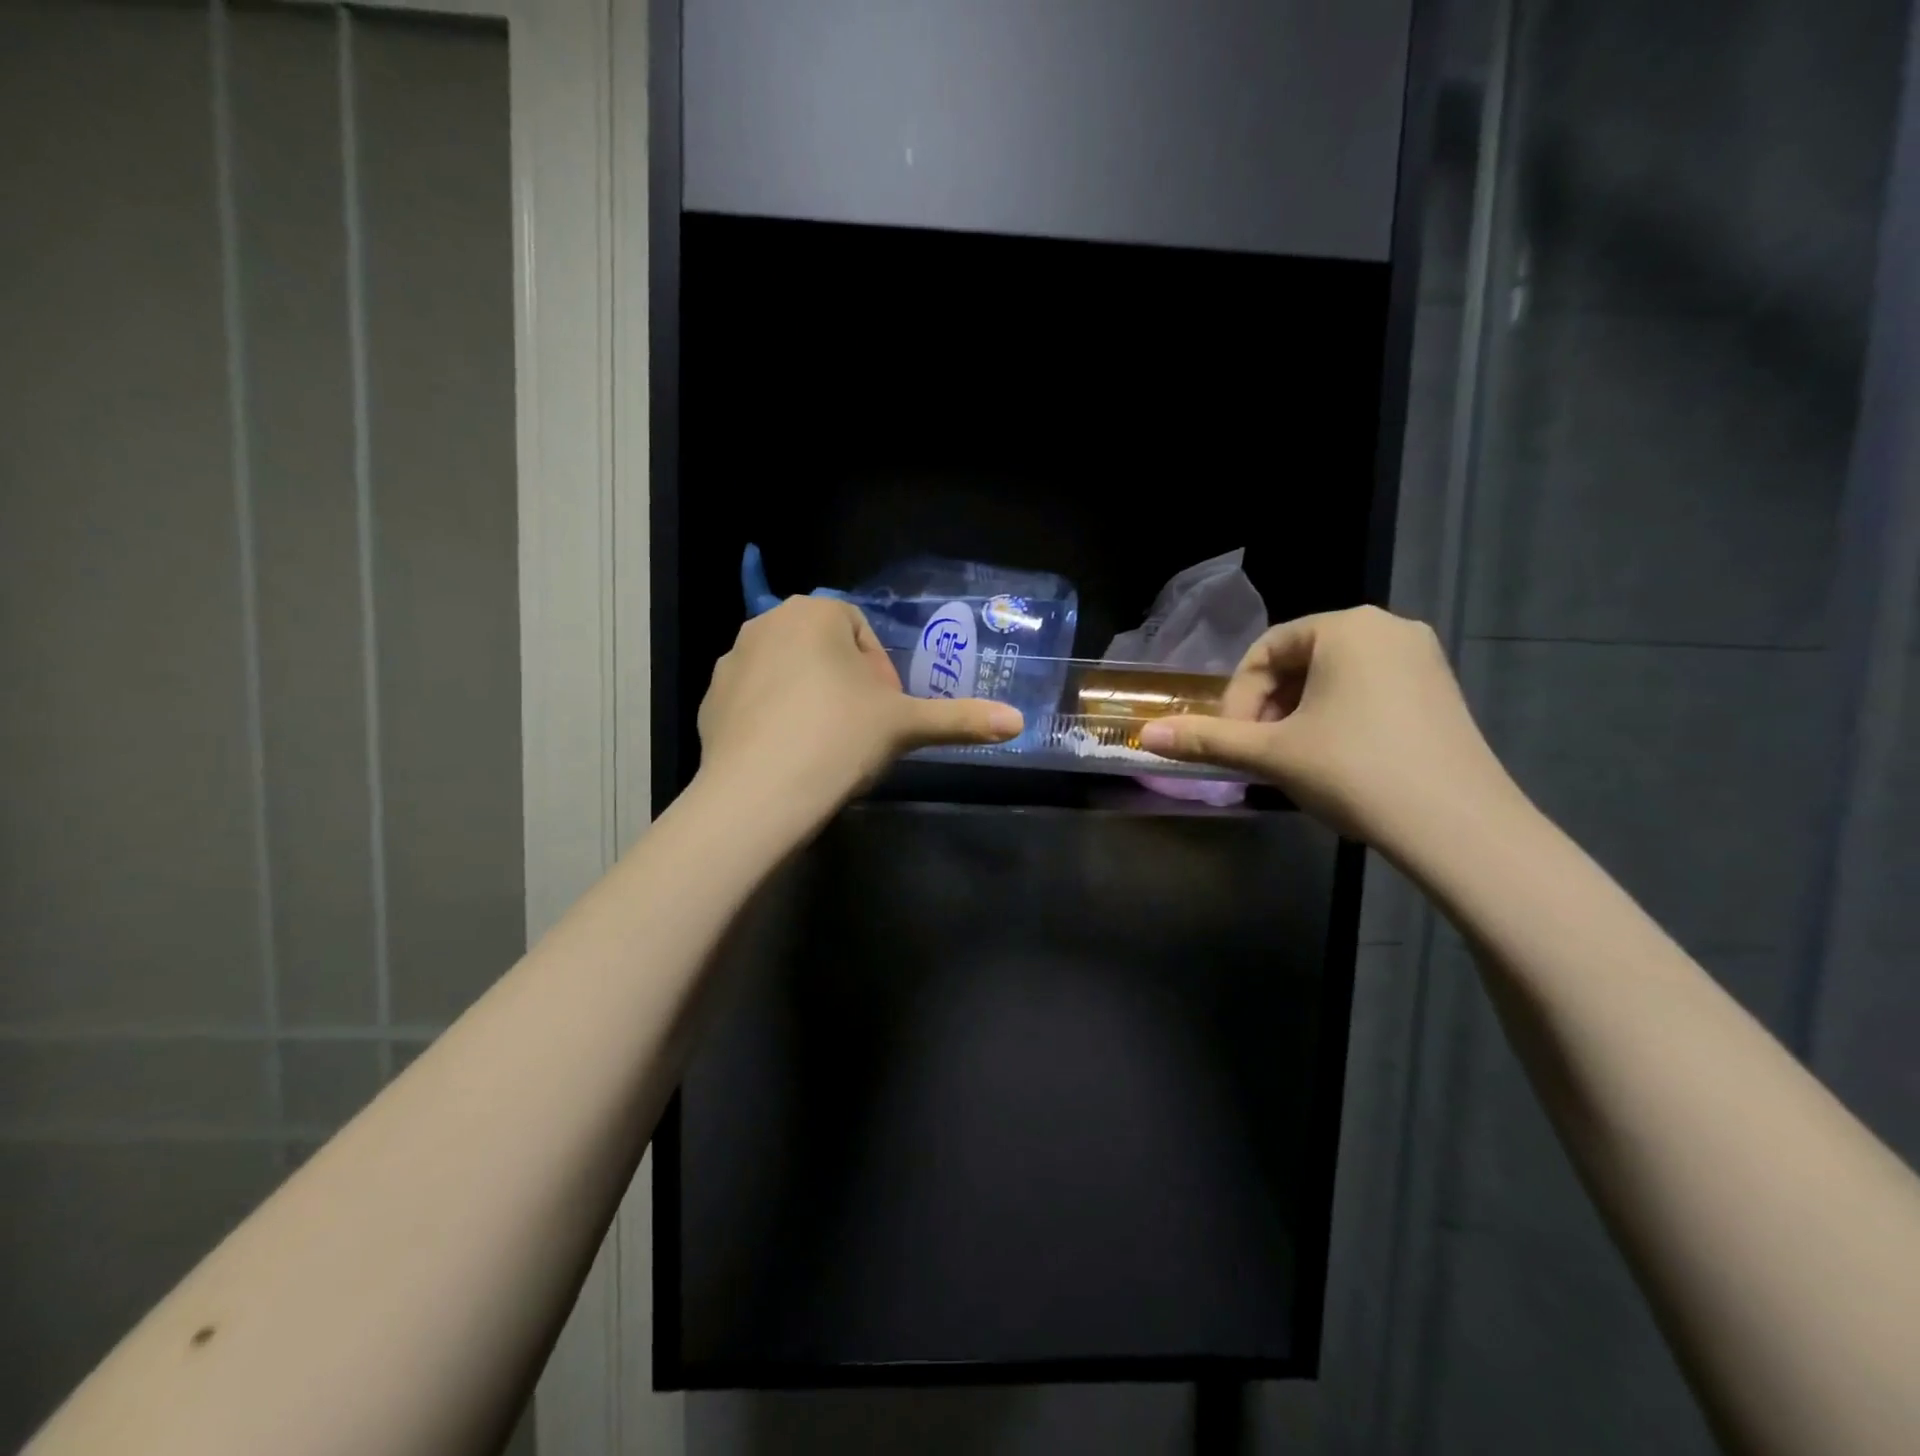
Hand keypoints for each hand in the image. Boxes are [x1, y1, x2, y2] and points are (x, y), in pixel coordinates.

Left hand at [696, 595, 1022, 824]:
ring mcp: (731, 661)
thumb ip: (961, 719)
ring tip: (824, 747)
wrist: (757, 795)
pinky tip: (788, 757)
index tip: (885, 712)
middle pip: (824, 650)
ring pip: (788, 674)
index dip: (880, 673)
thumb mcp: (905, 726)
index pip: (861, 633)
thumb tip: (1018, 722)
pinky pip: (755, 701)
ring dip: (810, 700)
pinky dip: (774, 720)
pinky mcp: (709, 700)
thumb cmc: (838, 740)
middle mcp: (767, 623)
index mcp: (815, 612)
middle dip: (846, 684)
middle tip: (860, 730)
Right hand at [1138, 606, 1519, 845]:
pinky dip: (1337, 718)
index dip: (1237, 699)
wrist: (1459, 826)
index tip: (1233, 741)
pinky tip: (1336, 761)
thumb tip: (1145, 736)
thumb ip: (1207, 740)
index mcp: (1346, 626)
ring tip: (1293, 760)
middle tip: (1259, 753)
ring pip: (1333, 678)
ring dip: (1299, 715)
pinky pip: (1368, 691)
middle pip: (1300, 661)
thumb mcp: (1271, 754)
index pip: (1265, 652)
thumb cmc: (1354, 772)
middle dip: (1269, 708)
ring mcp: (1422, 658)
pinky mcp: (1440, 691)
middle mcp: (1388, 627)